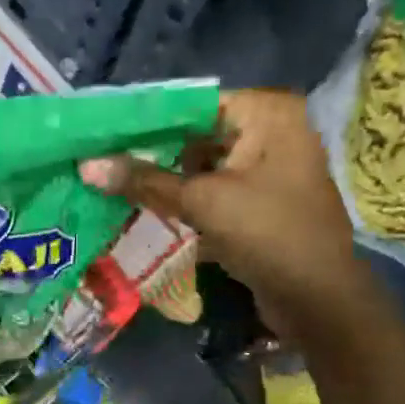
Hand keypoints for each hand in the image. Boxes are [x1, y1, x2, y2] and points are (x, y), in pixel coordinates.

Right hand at [79, 89, 367, 330]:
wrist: (318, 299)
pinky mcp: (259, 203)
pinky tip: (143, 209)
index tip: (101, 135)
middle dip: (151, 154)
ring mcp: (267, 169)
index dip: (145, 122)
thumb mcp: (202, 202)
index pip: (192, 104)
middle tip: (100, 162)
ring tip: (112, 186)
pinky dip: (183, 201)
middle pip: (195, 135)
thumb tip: (86, 165)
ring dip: (163, 181)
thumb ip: (145, 181)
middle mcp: (272, 131)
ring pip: (201, 167)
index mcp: (268, 113)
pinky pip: (212, 192)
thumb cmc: (268, 234)